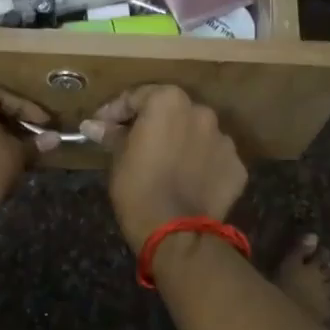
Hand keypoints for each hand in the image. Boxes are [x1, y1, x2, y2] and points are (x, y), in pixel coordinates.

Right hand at [82, 85, 246, 249]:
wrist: (176, 232)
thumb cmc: (138, 188)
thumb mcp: (118, 158)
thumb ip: (111, 134)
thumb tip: (92, 125)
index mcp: (169, 102)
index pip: (137, 97)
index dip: (115, 111)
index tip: (101, 126)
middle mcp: (201, 112)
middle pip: (172, 112)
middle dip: (153, 125)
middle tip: (134, 144)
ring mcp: (224, 140)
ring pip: (197, 135)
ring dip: (181, 144)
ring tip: (165, 166)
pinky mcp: (237, 167)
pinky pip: (213, 159)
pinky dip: (201, 165)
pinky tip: (187, 182)